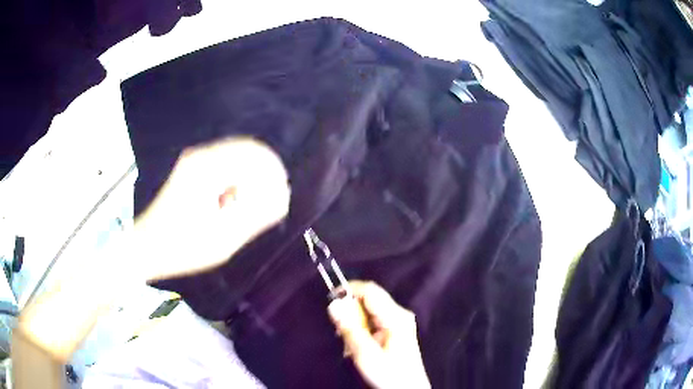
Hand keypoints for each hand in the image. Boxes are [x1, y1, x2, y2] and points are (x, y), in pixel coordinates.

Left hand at [134, 137, 289, 279]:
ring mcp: (195, 160)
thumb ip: (257, 215)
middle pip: (247, 150)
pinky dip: (236, 182)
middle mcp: (201, 155)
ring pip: (237, 157)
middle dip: (263, 175)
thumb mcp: (224, 238)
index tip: (282, 195)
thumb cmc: (182, 247)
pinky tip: (231, 205)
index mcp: (207, 168)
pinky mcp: (192, 169)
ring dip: (249, 179)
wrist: (146, 247)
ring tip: (247, 209)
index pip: (255, 152)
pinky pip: (225, 165)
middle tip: (268, 204)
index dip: (274, 171)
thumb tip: (283, 195)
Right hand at [328, 281, 430, 388]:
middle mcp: (399, 314)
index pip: (370, 291)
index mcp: (395, 317)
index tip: (330, 300)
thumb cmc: (389, 374)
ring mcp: (398, 322)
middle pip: (369, 300)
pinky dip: (361, 330)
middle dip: (350, 312)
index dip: (349, 290)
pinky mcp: (395, 331)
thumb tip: (333, 304)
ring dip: (354, 323)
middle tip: (339, 331)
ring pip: (368, 312)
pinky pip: (373, 322)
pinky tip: (357, 347)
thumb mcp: (366, 354)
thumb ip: (349, 328)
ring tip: (348, 344)